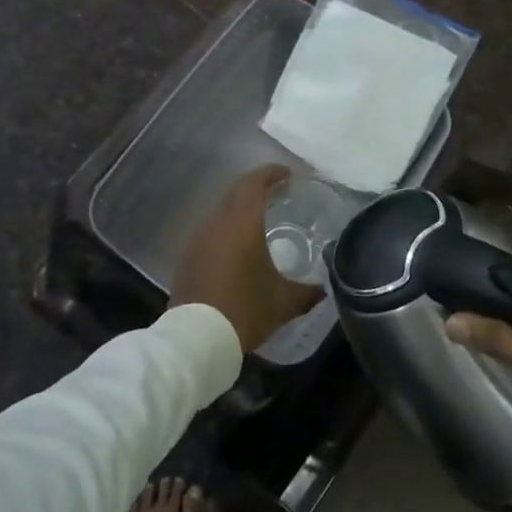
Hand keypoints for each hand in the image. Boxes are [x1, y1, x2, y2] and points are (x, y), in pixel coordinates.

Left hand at [173, 165, 322, 354]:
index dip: (272, 173)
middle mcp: (217, 222)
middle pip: (236, 191)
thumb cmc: (245, 310)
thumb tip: (323, 288)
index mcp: (242, 222)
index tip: (288, 174)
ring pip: (221, 210)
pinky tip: (238, 246)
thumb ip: (307, 291)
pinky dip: (227, 228)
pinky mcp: (187, 257)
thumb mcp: (284, 302)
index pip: (255, 183)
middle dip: (257, 186)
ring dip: (240, 208)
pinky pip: (211, 230)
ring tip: (260, 218)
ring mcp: (197, 239)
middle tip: (278, 192)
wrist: (197, 338)